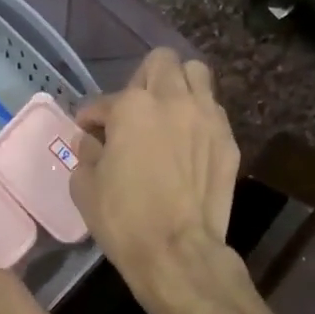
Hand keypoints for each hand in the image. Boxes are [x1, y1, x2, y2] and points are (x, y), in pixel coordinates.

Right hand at [70, 48, 240, 308]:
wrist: (177, 251)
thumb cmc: (124, 219)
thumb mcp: (85, 186)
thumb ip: (86, 154)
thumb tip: (89, 141)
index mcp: (132, 107)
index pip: (104, 101)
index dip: (92, 116)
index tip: (87, 130)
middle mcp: (173, 100)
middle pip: (162, 62)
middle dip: (143, 79)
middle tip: (133, 108)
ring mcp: (207, 117)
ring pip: (197, 74)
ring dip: (179, 85)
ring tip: (167, 111)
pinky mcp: (228, 141)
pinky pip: (213, 110)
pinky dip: (198, 116)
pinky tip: (187, 140)